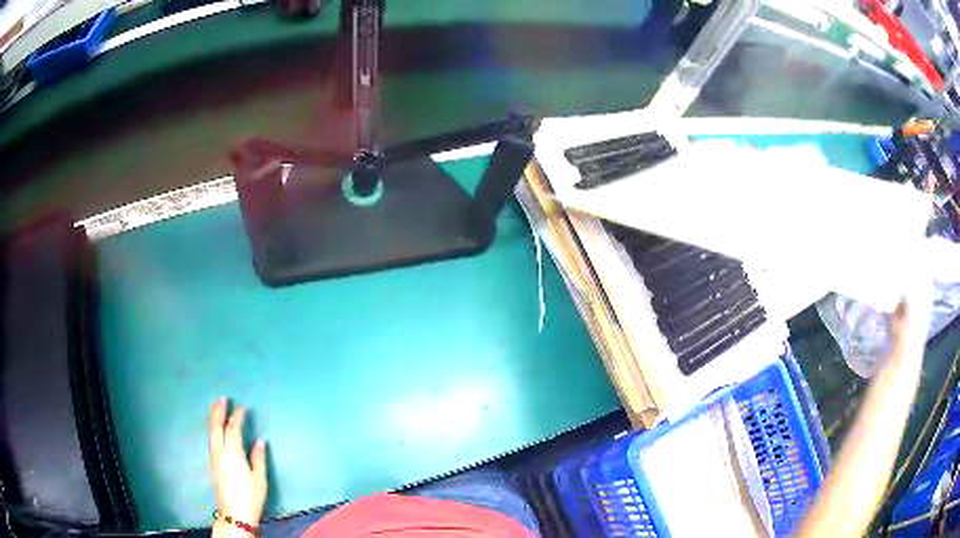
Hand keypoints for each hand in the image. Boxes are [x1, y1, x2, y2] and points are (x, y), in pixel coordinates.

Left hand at [209, 398, 267, 531]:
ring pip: (212, 433)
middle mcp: (221, 452)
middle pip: (217, 427)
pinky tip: (215, 430)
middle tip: (221, 398)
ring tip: (215, 408)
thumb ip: (259, 458)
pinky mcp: (213, 464)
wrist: (235, 513)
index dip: (237, 416)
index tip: (242, 407)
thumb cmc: (250, 496)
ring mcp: (215, 458)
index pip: (233, 429)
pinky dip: (212, 430)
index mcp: (233, 453)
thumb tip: (260, 441)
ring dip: (213, 419)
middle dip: (218, 412)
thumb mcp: (259, 478)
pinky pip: (211, 440)